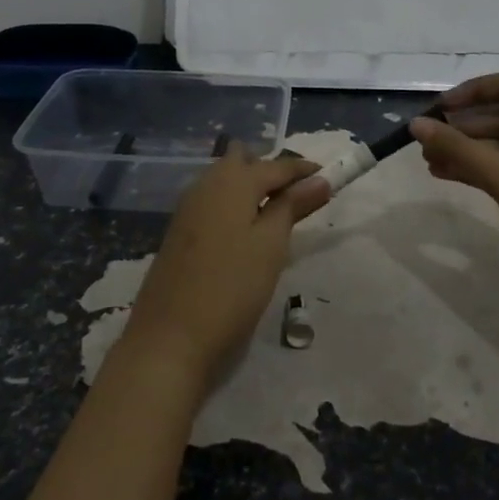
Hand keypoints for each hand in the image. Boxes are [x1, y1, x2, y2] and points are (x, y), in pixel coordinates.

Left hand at [120, 146, 329, 394]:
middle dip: (270, 170)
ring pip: (224, 180)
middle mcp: (206, 185)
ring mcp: (187, 208)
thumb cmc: (231, 288)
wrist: (169, 338)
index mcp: (232, 181)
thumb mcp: (271, 245)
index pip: (275, 165)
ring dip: (250, 186)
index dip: (303, 170)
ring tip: (277, 214)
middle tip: (298, 196)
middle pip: (242, 161)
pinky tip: (245, 230)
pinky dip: (234, 204)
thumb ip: (293, 206)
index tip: (328, 177)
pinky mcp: (179, 232)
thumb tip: (320, 179)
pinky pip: (212, 201)